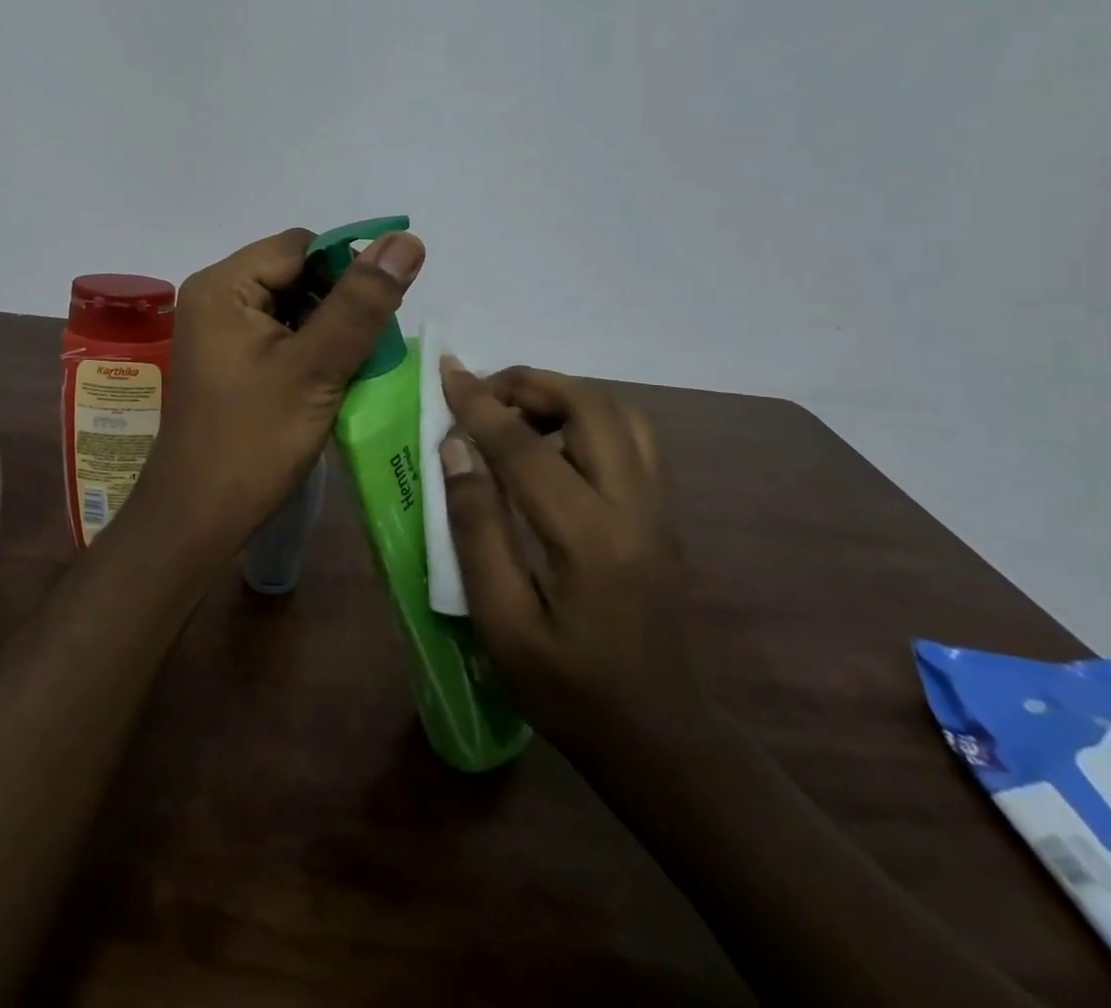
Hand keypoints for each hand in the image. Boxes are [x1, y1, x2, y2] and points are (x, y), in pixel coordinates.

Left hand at [129, 227, 423, 566]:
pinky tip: (327, 380)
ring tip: (349, 368)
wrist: (198, 517)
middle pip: (295, 272)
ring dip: (328, 328)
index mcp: (223, 285)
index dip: (347, 271)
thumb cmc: (253, 441)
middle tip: (365, 350)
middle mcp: (215, 296)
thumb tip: (405, 240)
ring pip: (291, 305)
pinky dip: (309, 348)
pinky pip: (278, 333)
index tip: (378, 316)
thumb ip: (361, 303)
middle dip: (338, 303)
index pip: (302, 246)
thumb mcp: (316, 367)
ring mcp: (218, 329)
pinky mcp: (227, 358)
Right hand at [438, 362, 706, 761]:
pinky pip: (633, 439)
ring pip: (621, 415)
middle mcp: (635, 508)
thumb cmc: (566, 689)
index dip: (480, 404)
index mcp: (588, 538)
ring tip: (516, 413)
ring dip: (565, 396)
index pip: (525, 447)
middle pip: (591, 408)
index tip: (446, 372)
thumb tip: (456, 449)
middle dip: (530, 384)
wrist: (658, 737)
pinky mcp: (664, 516)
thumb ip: (476, 528)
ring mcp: (659, 509)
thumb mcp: (500, 622)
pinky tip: (554, 445)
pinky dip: (589, 418)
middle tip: (482, 394)